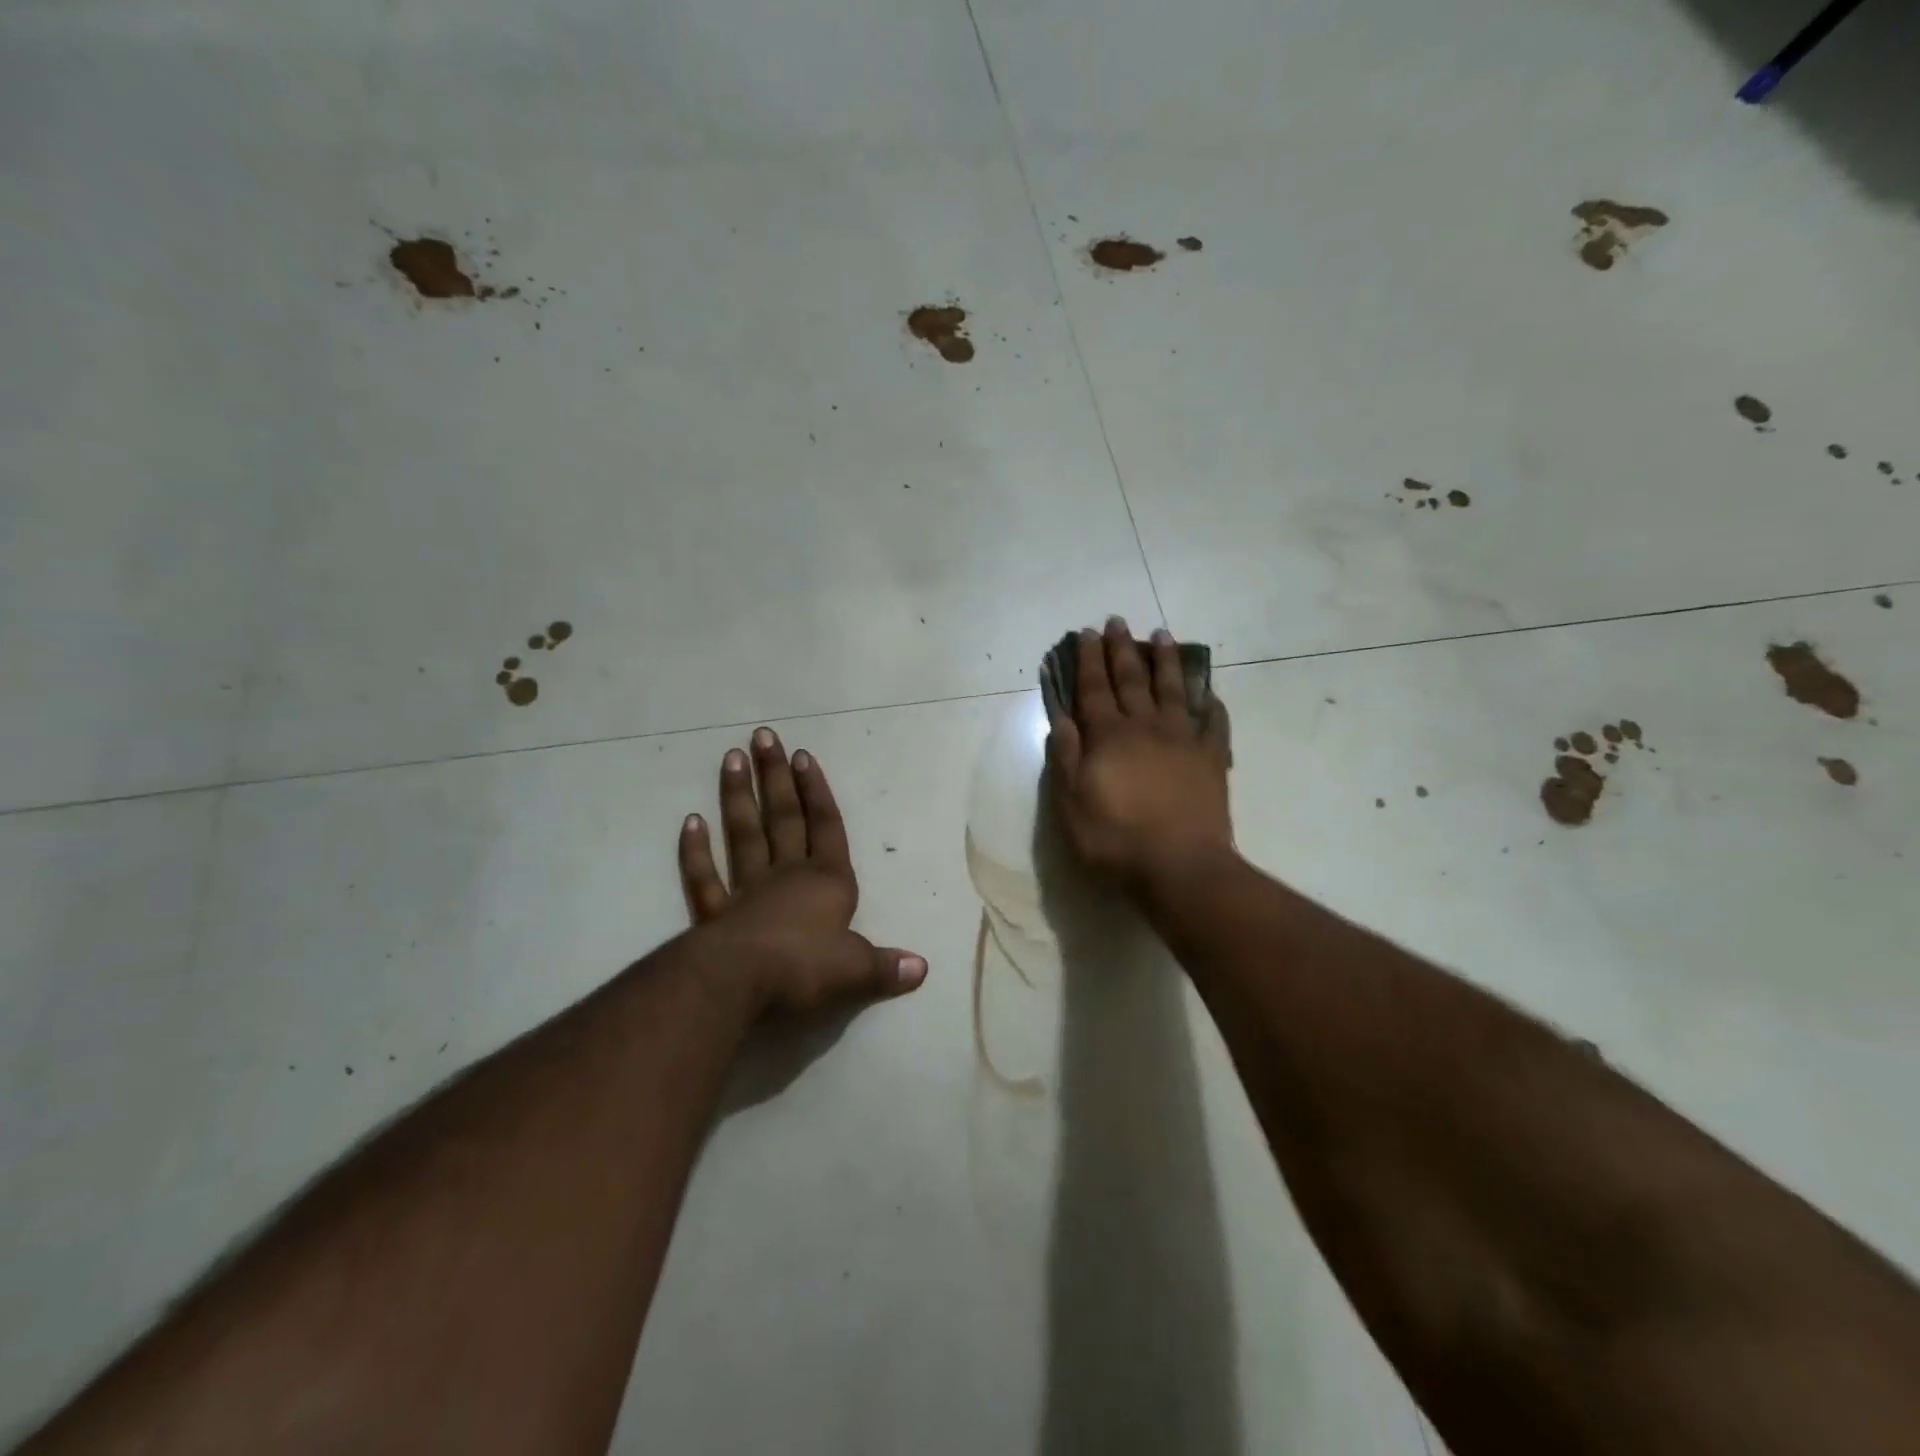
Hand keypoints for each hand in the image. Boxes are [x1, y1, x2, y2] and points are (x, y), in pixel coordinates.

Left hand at [679, 728, 927, 1015]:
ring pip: (744, 835)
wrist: (739, 984)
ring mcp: (747, 892)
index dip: (817, 792)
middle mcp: (787, 876)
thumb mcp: (856, 970)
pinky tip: (690, 821)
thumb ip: (886, 967)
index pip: (825, 826)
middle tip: (763, 736)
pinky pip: (705, 877)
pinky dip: (696, 850)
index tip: (803, 756)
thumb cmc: (804, 968)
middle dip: (776, 777)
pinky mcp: (715, 914)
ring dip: (737, 797)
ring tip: (731, 758)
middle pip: (783, 818)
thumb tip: (923, 968)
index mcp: (827, 882)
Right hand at [1046, 618, 1232, 888]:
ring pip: (1173, 690)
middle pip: (1131, 680)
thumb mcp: (1071, 805)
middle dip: (1121, 648)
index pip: (1094, 688)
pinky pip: (1213, 723)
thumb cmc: (1115, 840)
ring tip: (1162, 635)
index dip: (1088, 660)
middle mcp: (1146, 727)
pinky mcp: (1212, 759)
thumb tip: (1061, 717)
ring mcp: (1183, 740)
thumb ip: (1067, 757)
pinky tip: (1209, 692)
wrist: (1180, 868)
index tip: (1085, 632)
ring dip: (1165, 661)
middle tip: (1117, 621)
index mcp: (1109, 737)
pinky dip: (1211, 704)